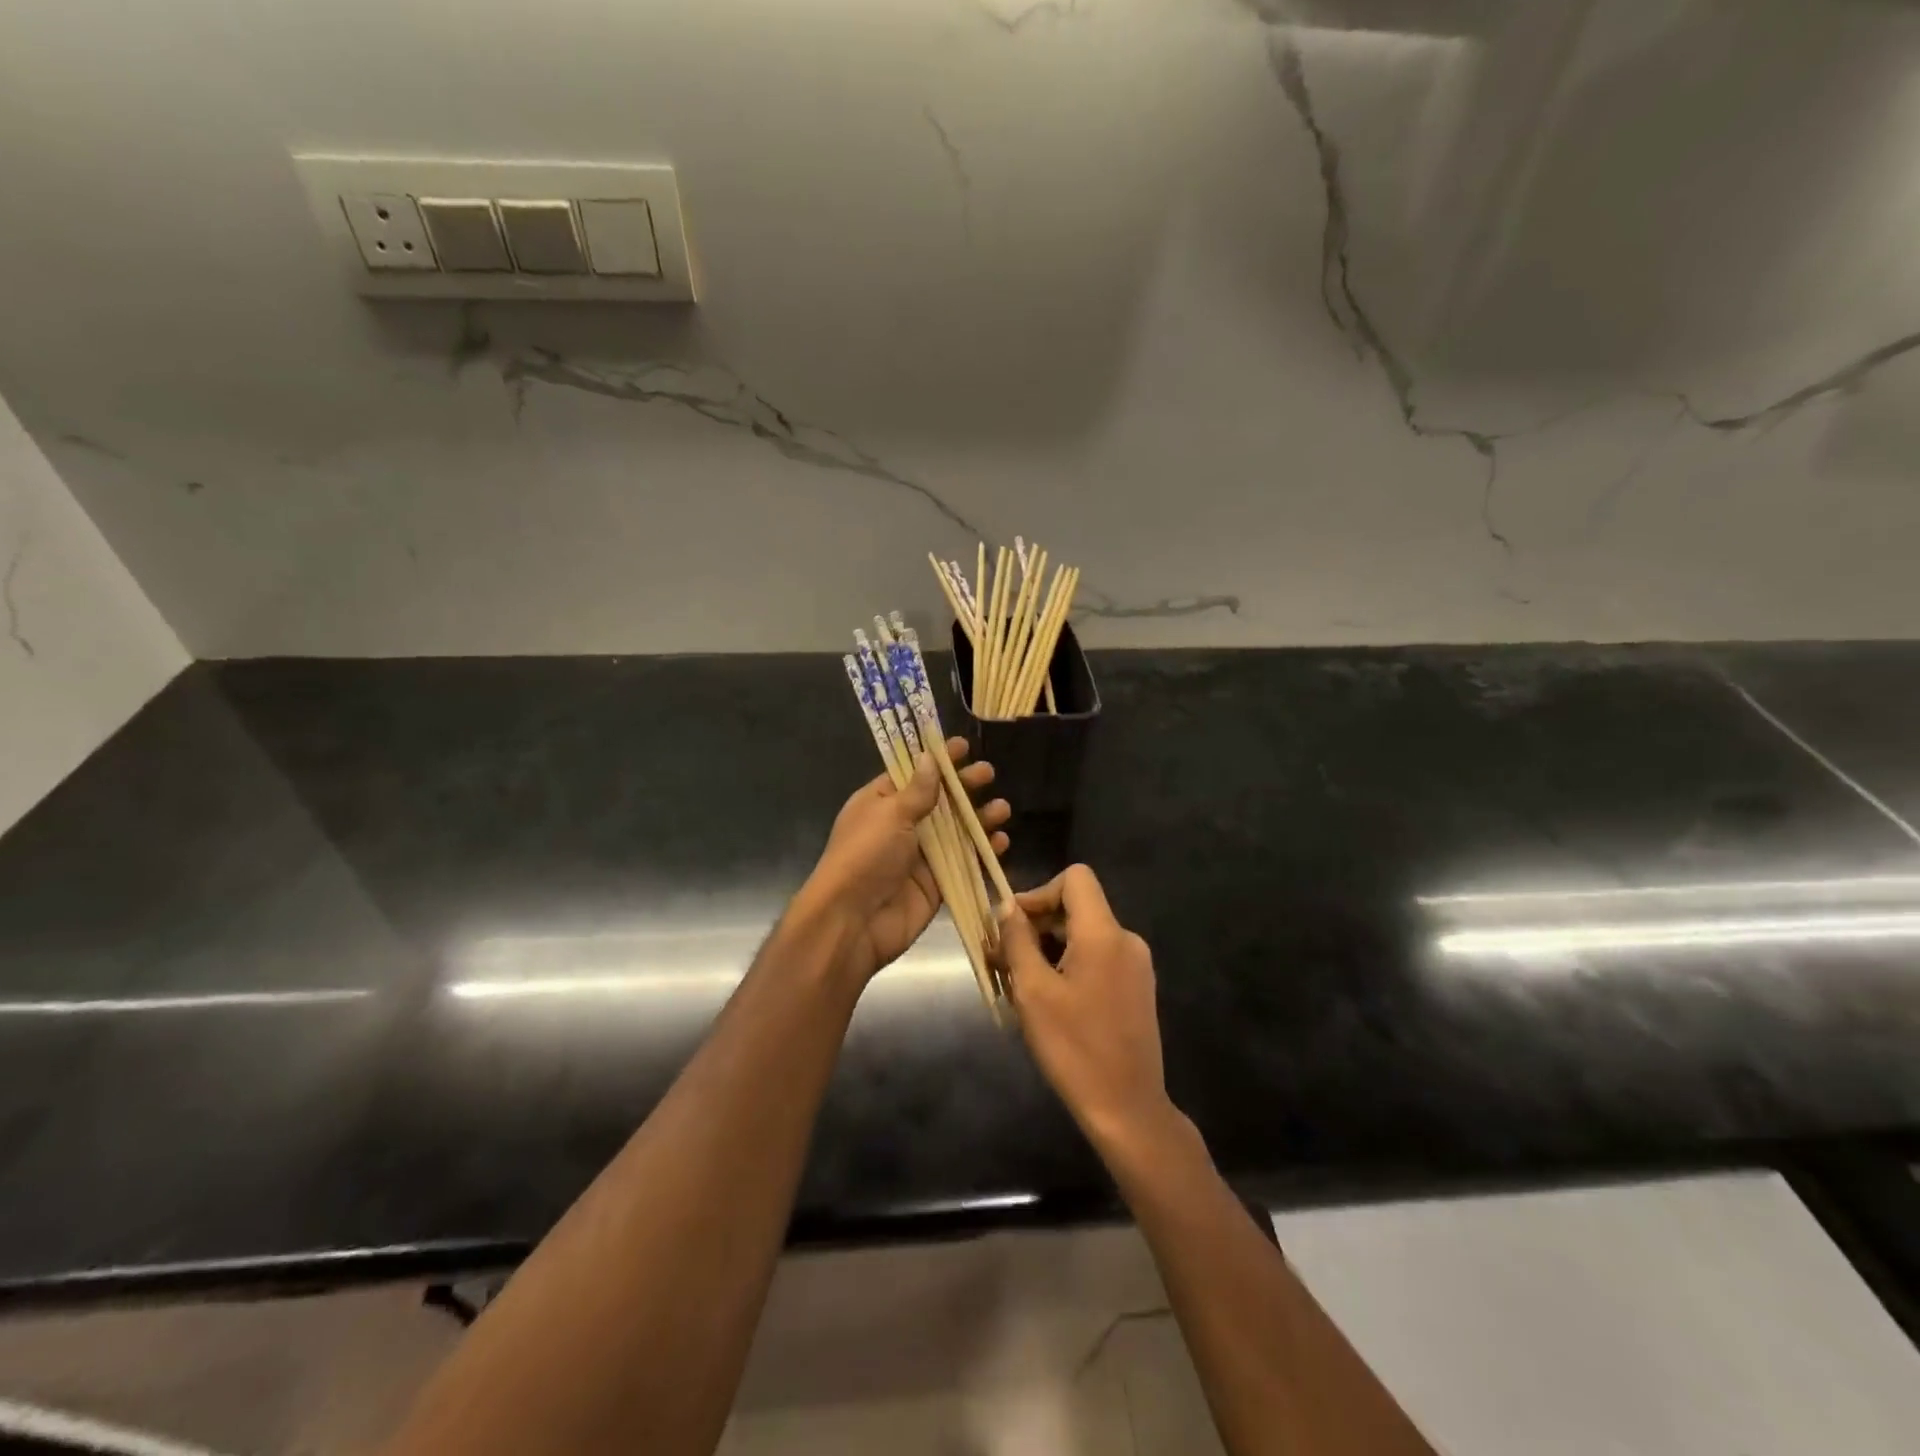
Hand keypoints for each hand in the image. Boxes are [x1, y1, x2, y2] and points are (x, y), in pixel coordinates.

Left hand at [800, 738, 1009, 985]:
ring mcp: (919, 857)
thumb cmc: (866, 856)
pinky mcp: (935, 885)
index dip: (937, 760)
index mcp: (880, 803)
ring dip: (979, 819)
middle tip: (988, 774)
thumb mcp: (890, 814)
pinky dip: (982, 852)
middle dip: (963, 787)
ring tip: (1003, 809)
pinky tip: (1000, 842)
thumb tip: (928, 757)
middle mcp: (900, 827)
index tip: (963, 746)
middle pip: (939, 801)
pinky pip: (963, 863)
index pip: (912, 774)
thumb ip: (918, 790)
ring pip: (955, 832)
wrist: (852, 921)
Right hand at [998, 865, 1174, 1155]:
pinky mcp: (1137, 986)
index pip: (1076, 878)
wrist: (1127, 1108)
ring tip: (1018, 982)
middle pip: (1077, 906)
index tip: (1013, 926)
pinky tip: (1047, 998)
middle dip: (1037, 924)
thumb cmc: (1074, 1048)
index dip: (1040, 892)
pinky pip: (1098, 956)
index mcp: (1104, 933)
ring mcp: (1136, 964)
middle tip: (1002, 958)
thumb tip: (1008, 907)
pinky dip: (1069, 963)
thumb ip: (1018, 940)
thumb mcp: (1033, 991)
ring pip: (1085, 934)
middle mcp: (1126, 939)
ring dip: (1049, 947)